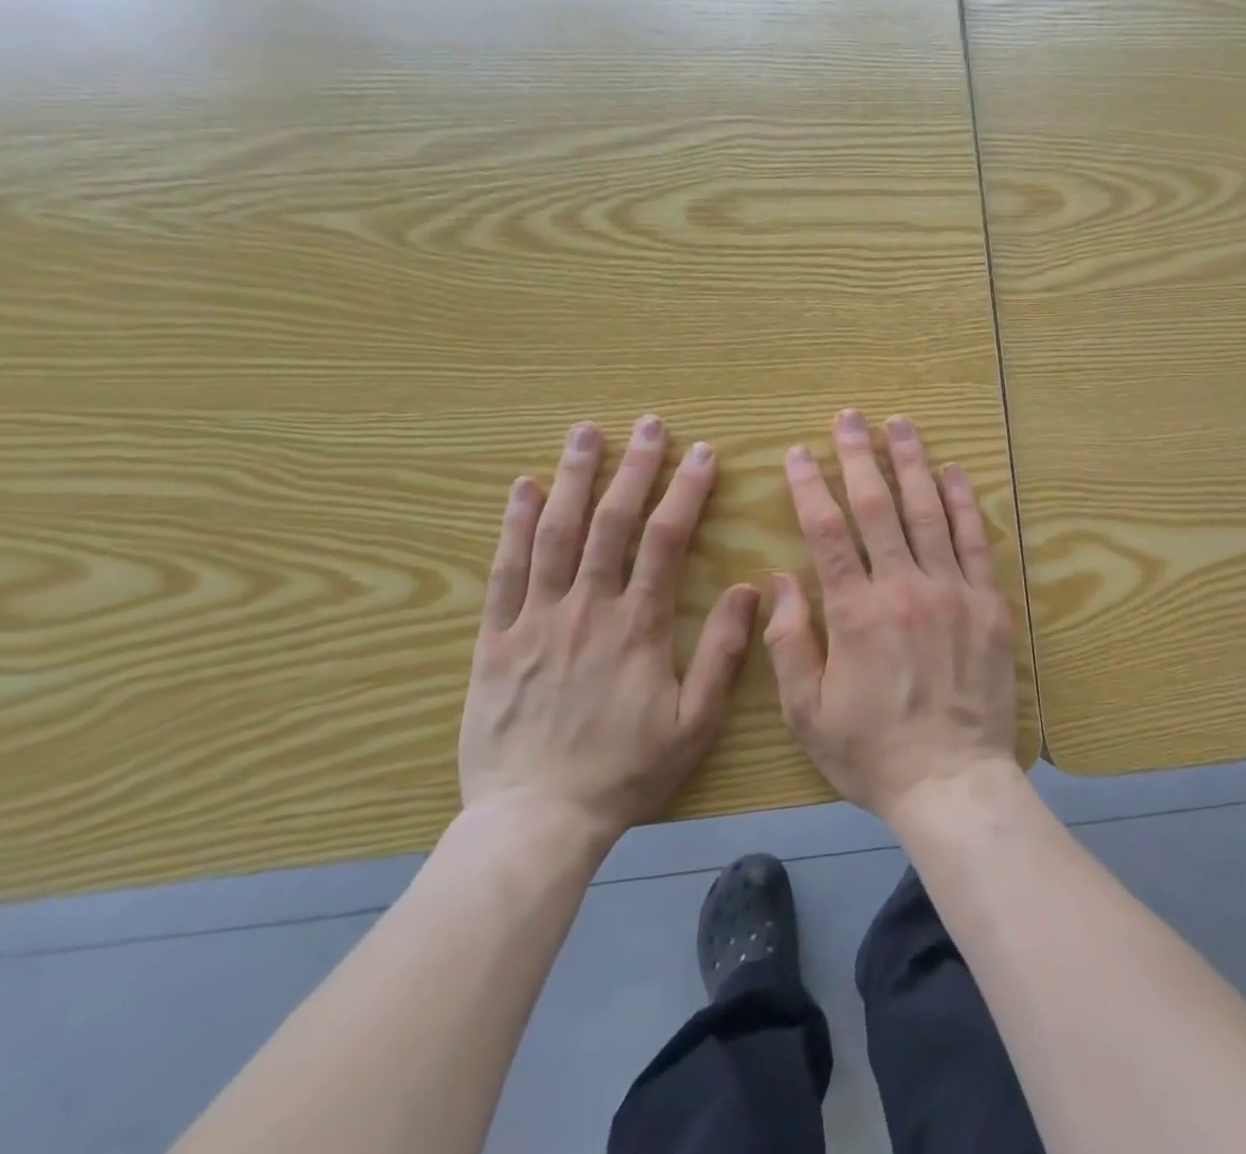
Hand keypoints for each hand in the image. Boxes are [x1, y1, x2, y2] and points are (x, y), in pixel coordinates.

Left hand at [460, 416, 757, 855]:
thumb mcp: (695, 721)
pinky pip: (504, 571)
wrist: (536, 821)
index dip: (686, 491)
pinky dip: (514, 525)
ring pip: (556, 534)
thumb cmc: (625, 770)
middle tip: (647, 424)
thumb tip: (748, 589)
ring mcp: (536, 619)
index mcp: (638, 625)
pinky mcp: (496, 640)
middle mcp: (587, 608)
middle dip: (633, 468)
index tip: (702, 453)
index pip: (666, 539)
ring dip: (574, 478)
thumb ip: (721, 652)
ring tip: (586, 432)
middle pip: (611, 522)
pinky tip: (524, 488)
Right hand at [764, 408, 1018, 825]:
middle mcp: (905, 588)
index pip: (827, 531)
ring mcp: (952, 591)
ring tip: (899, 424)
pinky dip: (962, 502)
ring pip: (928, 511)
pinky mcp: (988, 604)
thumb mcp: (807, 712)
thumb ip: (789, 642)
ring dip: (911, 463)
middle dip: (859, 456)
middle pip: (877, 507)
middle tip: (849, 417)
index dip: (811, 486)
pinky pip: (974, 541)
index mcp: (856, 612)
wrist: (952, 781)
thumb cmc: (872, 752)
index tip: (800, 452)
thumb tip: (781, 578)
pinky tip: (952, 472)